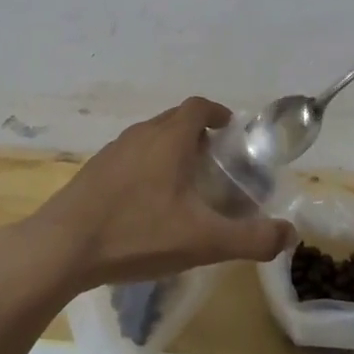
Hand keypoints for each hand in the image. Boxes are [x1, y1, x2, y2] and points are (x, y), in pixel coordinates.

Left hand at [23, 97, 294, 292]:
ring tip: (185, 184)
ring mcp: (113, 151)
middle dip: (197, 134)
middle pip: (174, 121)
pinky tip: (148, 203)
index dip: (216, 112)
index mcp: (169, 138)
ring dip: (170, 150)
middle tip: (215, 163)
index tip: (230, 129)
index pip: (197, 107)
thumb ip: (251, 238)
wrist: (63, 246)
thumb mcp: (203, 241)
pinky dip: (147, 166)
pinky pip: (130, 157)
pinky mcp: (94, 170)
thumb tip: (290, 235)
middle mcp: (141, 134)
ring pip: (150, 138)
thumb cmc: (137, 233)